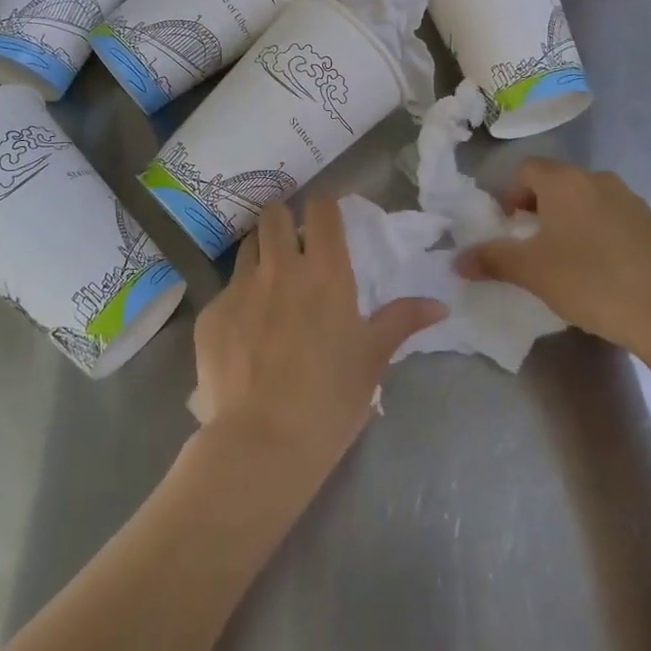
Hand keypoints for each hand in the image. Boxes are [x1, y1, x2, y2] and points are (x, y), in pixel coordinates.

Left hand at [193, 197, 444, 484]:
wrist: (262, 443)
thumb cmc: (330, 400)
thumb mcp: (372, 359)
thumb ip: (402, 321)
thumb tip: (439, 304)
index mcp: (325, 271)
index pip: (322, 209)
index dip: (324, 207)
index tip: (327, 220)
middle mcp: (280, 267)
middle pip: (273, 213)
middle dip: (283, 221)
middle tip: (291, 248)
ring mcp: (240, 287)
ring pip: (247, 245)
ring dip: (259, 254)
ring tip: (267, 285)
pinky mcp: (210, 312)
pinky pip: (225, 291)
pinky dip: (237, 302)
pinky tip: (243, 336)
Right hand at [457, 157, 650, 362]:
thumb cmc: (589, 282)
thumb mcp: (531, 273)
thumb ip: (491, 259)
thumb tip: (457, 260)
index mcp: (565, 182)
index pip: (526, 169)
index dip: (512, 195)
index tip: (512, 228)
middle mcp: (599, 180)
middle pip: (558, 182)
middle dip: (542, 208)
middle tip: (537, 246)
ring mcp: (633, 201)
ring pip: (590, 200)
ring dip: (574, 220)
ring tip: (573, 260)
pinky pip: (618, 219)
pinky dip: (605, 234)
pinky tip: (608, 270)